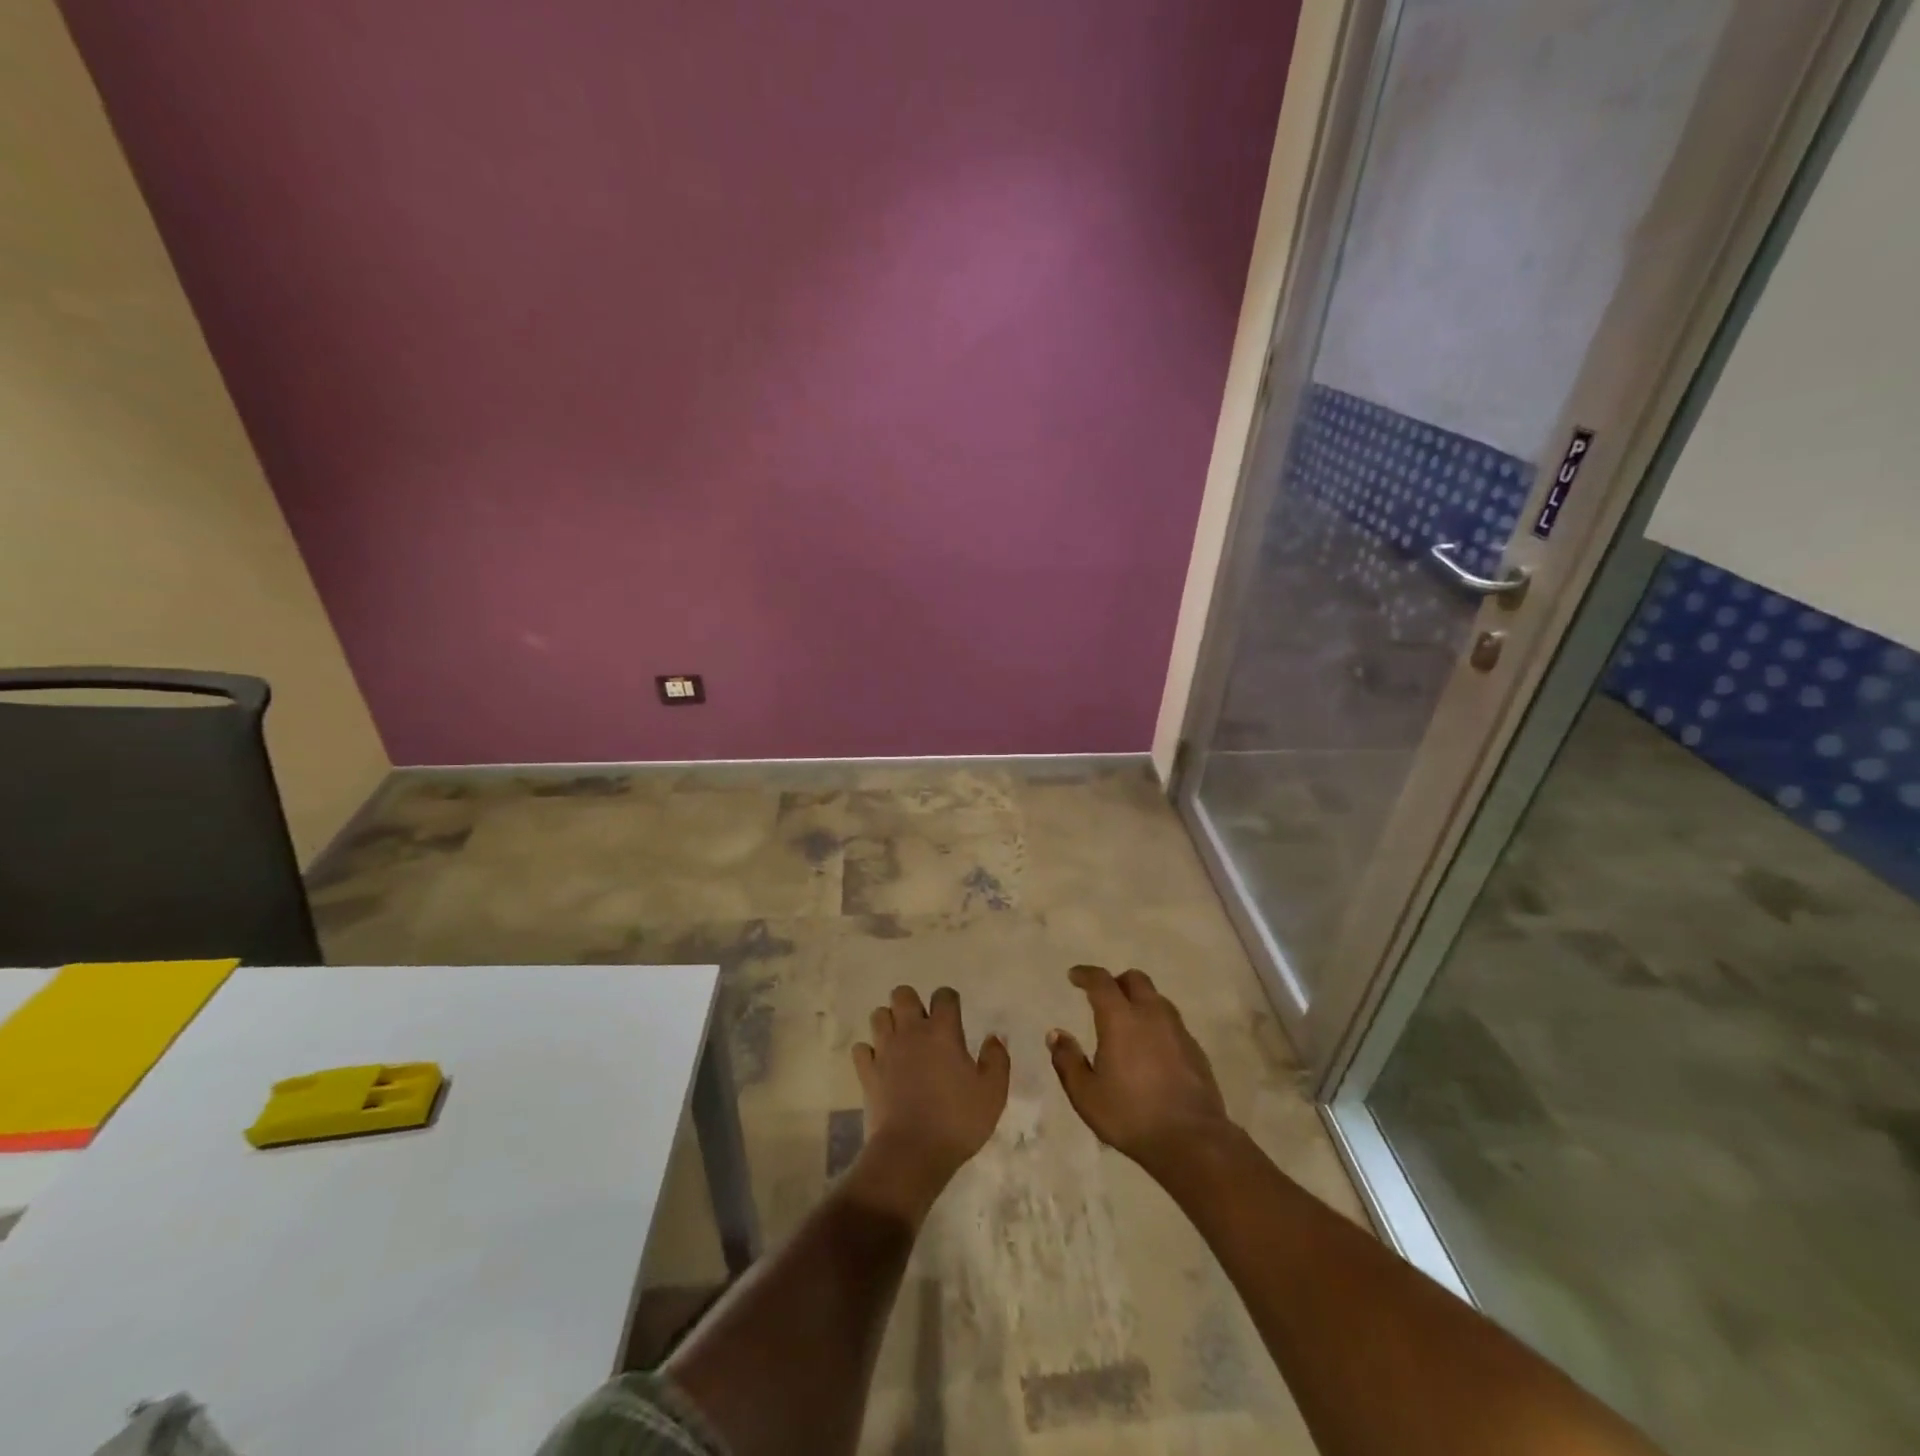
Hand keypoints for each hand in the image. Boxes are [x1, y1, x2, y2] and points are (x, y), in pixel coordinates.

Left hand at [849, 985, 1009, 1222]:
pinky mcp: (866, 1072)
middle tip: (923, 1027)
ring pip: (879, 1015)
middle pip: (902, 994)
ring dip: (889, 1023)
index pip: (944, 995)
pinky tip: (880, 1065)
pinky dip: (869, 1052)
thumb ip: (997, 1060)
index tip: (954, 1016)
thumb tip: (993, 1037)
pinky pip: (862, 1049)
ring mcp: (885, 1050)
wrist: (911, 1153)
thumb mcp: (993, 1093)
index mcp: (942, 1031)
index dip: (949, 1001)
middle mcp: (911, 1031)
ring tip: (901, 1043)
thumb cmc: (957, 1121)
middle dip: (912, 1003)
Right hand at [1048, 964, 1232, 1174]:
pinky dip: (1157, 1024)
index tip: (1074, 976)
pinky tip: (1152, 1049)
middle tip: (1103, 997)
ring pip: (1157, 999)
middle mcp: (1151, 1015)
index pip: (1101, 982)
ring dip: (1140, 1001)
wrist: (1192, 1140)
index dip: (1085, 974)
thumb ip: (1068, 1060)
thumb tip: (1055, 1034)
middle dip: (1117, 982)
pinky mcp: (1195, 1049)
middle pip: (1135, 980)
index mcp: (1121, 1019)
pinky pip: (1172, 1023)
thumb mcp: (1085, 1094)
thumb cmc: (1130, 1115)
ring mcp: (1178, 1030)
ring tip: (1128, 1023)